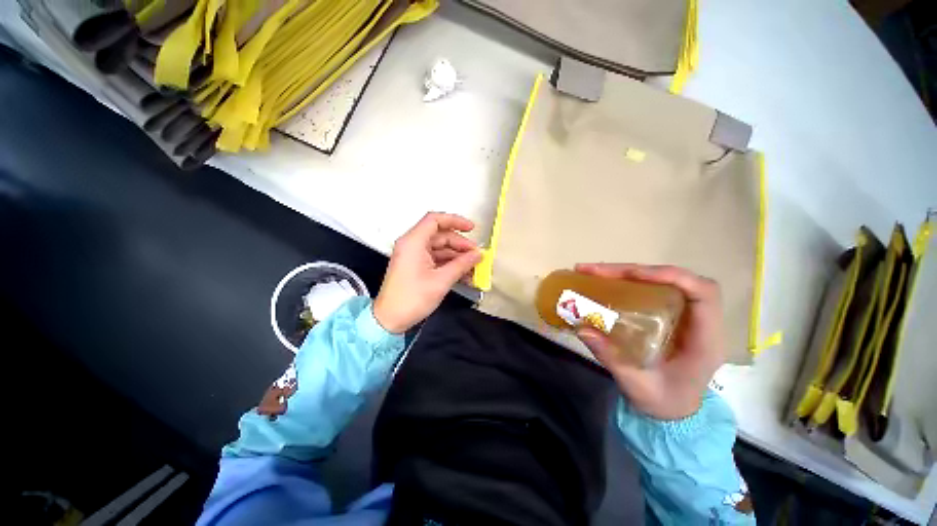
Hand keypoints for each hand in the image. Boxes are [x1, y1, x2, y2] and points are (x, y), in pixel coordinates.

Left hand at [373, 212, 482, 333]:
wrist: (390, 319)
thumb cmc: (411, 299)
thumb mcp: (441, 281)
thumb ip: (462, 264)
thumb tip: (477, 255)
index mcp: (413, 242)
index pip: (435, 220)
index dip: (455, 221)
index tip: (471, 229)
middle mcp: (412, 245)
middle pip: (440, 236)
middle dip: (460, 245)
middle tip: (476, 256)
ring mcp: (414, 256)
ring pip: (440, 248)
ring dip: (457, 257)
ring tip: (473, 268)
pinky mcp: (416, 266)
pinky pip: (436, 259)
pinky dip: (449, 264)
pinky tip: (463, 274)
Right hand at [574, 264, 725, 419]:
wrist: (674, 413)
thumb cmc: (664, 403)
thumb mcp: (637, 385)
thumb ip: (612, 357)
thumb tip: (582, 328)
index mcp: (704, 340)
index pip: (703, 293)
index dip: (671, 276)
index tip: (633, 274)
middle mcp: (698, 322)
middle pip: (676, 280)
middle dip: (636, 271)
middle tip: (596, 271)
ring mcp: (684, 317)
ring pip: (663, 281)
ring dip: (629, 273)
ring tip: (595, 273)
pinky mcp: (669, 316)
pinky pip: (652, 289)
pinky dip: (629, 282)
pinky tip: (607, 284)